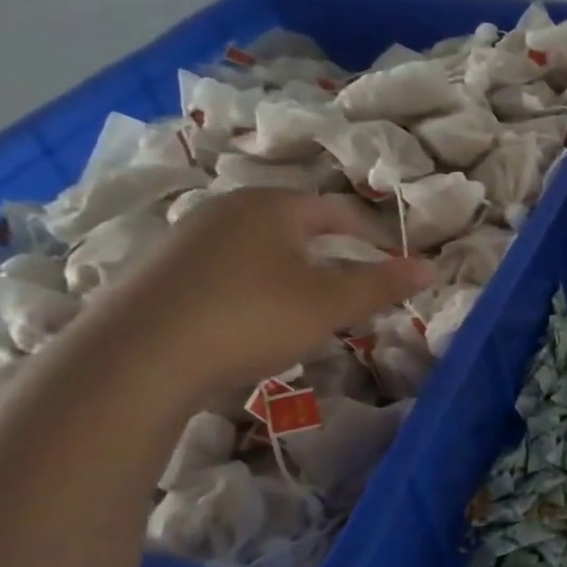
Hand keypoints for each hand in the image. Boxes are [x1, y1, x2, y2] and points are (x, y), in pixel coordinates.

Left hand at [72, 189, 434, 402]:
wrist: (135, 360)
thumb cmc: (250, 318)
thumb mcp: (329, 305)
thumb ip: (383, 285)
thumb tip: (431, 267)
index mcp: (272, 206)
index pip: (338, 212)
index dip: (374, 238)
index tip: (395, 267)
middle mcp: (228, 210)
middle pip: (298, 227)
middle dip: (334, 257)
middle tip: (358, 292)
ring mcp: (189, 239)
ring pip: (263, 250)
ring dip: (296, 274)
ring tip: (312, 311)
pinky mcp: (163, 271)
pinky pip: (230, 270)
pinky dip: (258, 288)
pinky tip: (257, 323)